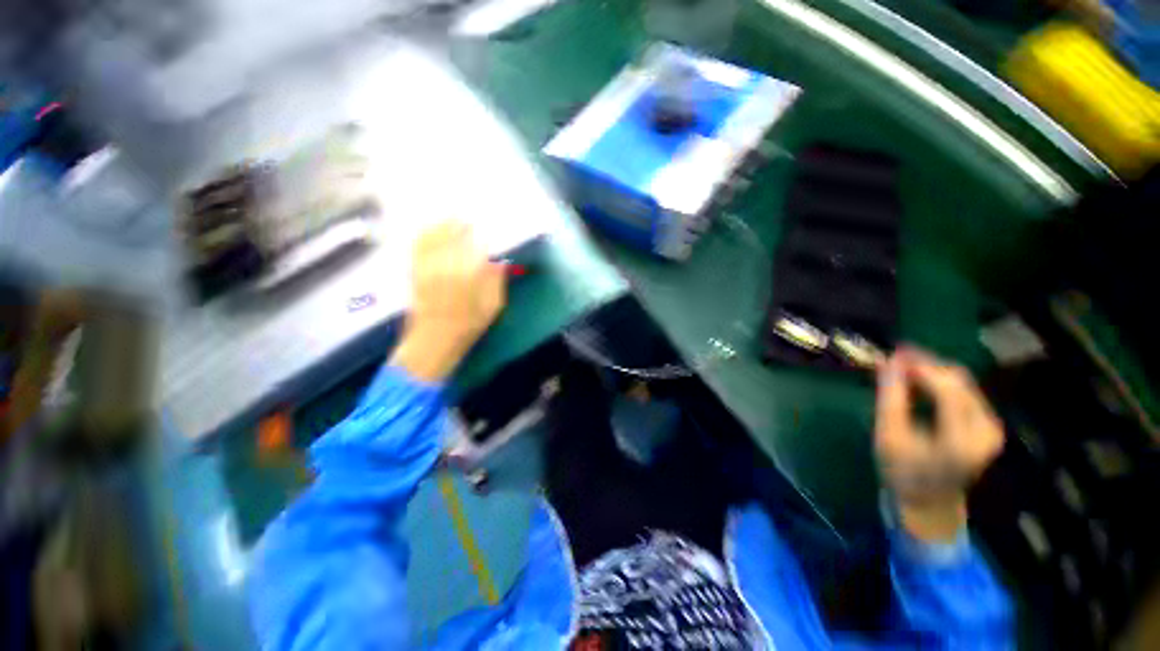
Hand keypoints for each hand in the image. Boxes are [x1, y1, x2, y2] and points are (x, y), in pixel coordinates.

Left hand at [390, 222, 505, 382]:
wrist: (434, 339)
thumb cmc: (469, 325)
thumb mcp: (493, 307)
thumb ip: (497, 282)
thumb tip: (499, 262)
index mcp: (470, 274)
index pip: (477, 245)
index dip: (481, 234)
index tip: (485, 229)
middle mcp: (447, 264)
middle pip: (453, 235)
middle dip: (461, 224)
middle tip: (468, 218)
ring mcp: (428, 265)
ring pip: (435, 236)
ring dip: (443, 225)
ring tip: (451, 217)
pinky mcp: (415, 270)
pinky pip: (418, 246)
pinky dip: (424, 234)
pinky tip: (429, 228)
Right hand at [875, 347, 1003, 541]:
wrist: (930, 503)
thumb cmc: (903, 472)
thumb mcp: (889, 436)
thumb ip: (890, 397)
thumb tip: (888, 361)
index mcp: (961, 439)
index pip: (947, 388)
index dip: (921, 365)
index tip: (893, 353)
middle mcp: (986, 430)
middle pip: (958, 381)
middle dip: (925, 365)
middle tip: (894, 359)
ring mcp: (991, 428)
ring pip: (962, 384)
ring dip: (931, 373)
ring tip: (902, 370)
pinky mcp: (988, 426)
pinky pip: (964, 393)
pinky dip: (939, 384)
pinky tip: (918, 384)